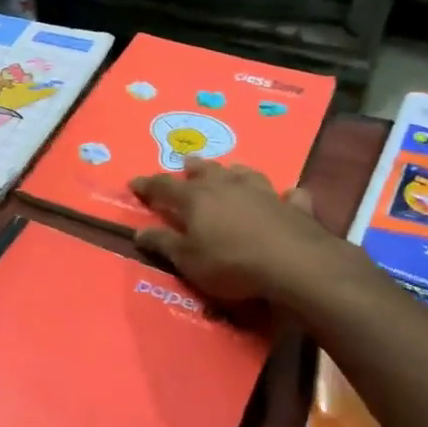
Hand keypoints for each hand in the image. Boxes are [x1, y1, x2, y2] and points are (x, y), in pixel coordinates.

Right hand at [130, 158, 338, 302]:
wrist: (293, 263)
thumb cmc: (230, 262)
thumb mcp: (188, 260)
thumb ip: (163, 243)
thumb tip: (138, 231)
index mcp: (196, 198)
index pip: (164, 186)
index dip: (148, 184)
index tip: (134, 182)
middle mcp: (227, 186)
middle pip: (206, 170)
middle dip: (192, 167)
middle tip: (186, 163)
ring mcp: (263, 192)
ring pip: (244, 173)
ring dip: (234, 172)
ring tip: (230, 171)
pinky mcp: (293, 206)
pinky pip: (288, 195)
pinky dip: (285, 195)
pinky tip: (288, 195)